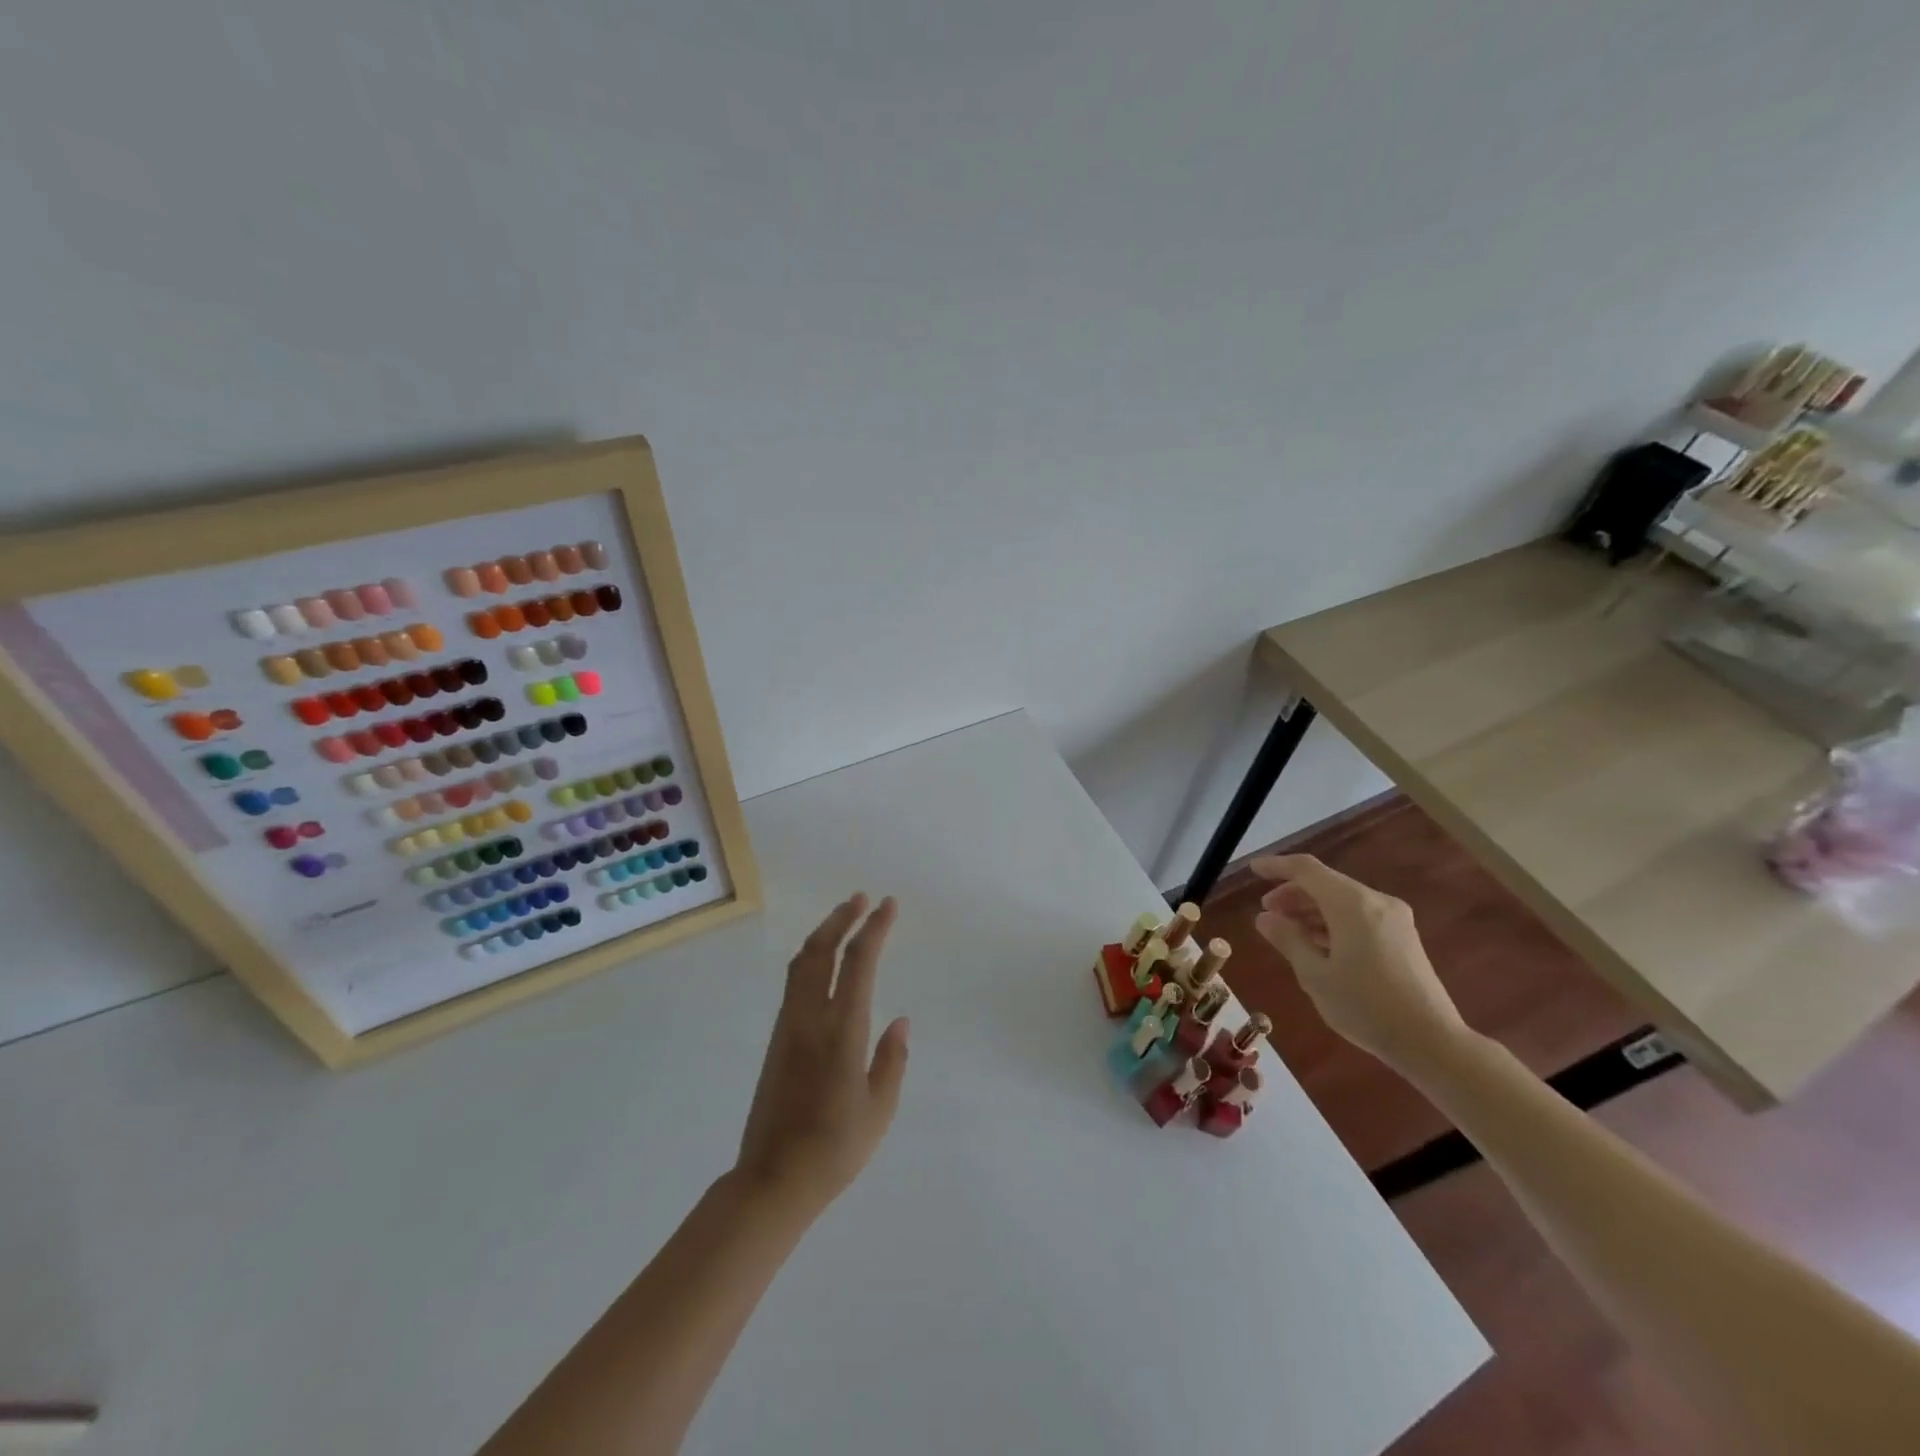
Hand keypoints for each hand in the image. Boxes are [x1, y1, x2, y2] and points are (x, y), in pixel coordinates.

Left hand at [734, 894, 910, 1217]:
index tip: (888, 905)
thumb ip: (892, 1060)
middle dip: (843, 918)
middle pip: (821, 950)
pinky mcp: (777, 1039)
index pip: (858, 963)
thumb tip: (900, 1020)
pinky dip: (812, 957)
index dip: (874, 929)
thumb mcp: (879, 1109)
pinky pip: (794, 982)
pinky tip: (823, 961)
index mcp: (841, 1031)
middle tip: (863, 899)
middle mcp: (810, 1018)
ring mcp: (788, 1026)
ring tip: (844, 918)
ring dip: (824, 933)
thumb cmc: (834, 1148)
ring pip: (802, 963)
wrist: (772, 1179)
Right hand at [1250, 855, 1468, 1071]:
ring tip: (1289, 932)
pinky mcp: (1403, 936)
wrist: (1432, 1042)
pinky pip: (1360, 915)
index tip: (1253, 871)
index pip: (1306, 869)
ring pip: (1343, 899)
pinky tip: (1320, 944)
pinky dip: (1334, 921)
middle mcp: (1375, 901)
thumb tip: (1265, 917)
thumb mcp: (1315, 975)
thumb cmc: (1366, 1007)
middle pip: (1326, 883)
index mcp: (1351, 904)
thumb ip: (1288, 939)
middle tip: (1267, 914)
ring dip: (1312, 909)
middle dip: (1293, 893)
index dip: (1277, 866)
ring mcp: (1394, 918)